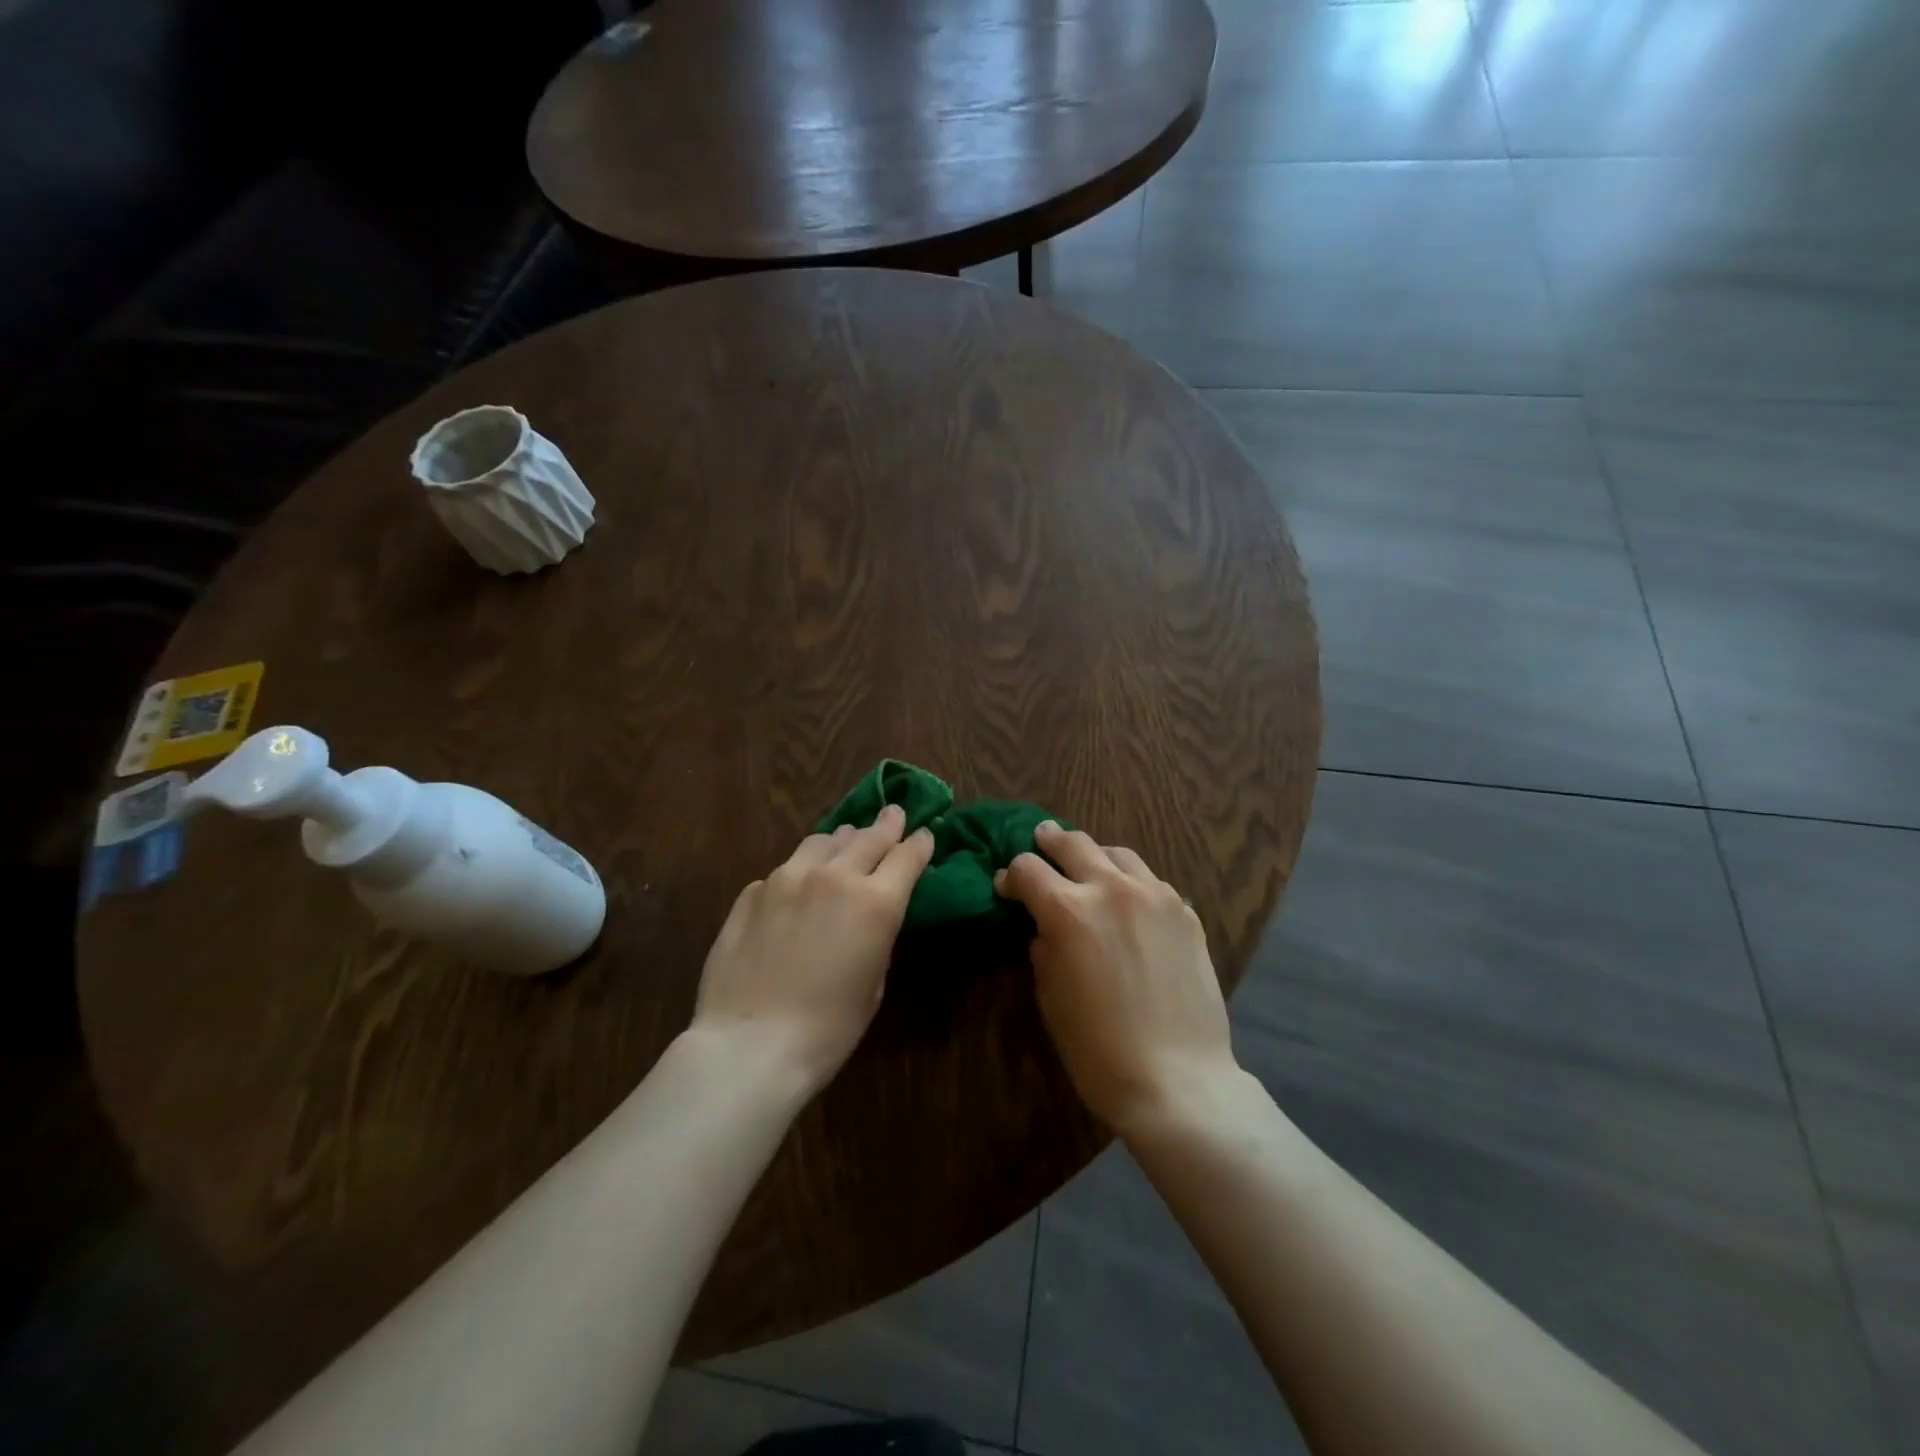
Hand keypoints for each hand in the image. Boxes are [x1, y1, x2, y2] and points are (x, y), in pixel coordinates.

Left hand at [692, 806, 934, 1096]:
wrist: (752, 1043)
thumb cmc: (829, 1028)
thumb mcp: (874, 982)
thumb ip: (877, 934)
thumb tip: (870, 912)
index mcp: (875, 901)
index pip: (908, 855)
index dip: (920, 843)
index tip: (925, 835)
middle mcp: (834, 876)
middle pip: (869, 836)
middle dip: (887, 824)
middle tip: (894, 814)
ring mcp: (788, 878)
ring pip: (822, 841)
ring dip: (841, 841)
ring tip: (843, 844)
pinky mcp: (753, 891)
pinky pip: (786, 870)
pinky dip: (800, 873)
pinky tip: (796, 892)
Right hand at [996, 822, 1237, 1132]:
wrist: (1178, 1079)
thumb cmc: (1098, 1048)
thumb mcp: (1050, 997)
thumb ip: (1043, 949)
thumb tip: (1045, 928)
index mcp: (1068, 910)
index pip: (1027, 868)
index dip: (1010, 876)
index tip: (1006, 888)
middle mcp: (1112, 888)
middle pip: (1073, 843)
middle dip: (1049, 841)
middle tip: (1041, 840)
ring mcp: (1155, 896)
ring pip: (1118, 853)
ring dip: (1095, 856)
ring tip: (1090, 868)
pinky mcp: (1186, 912)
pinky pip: (1151, 881)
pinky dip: (1132, 883)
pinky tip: (1130, 904)